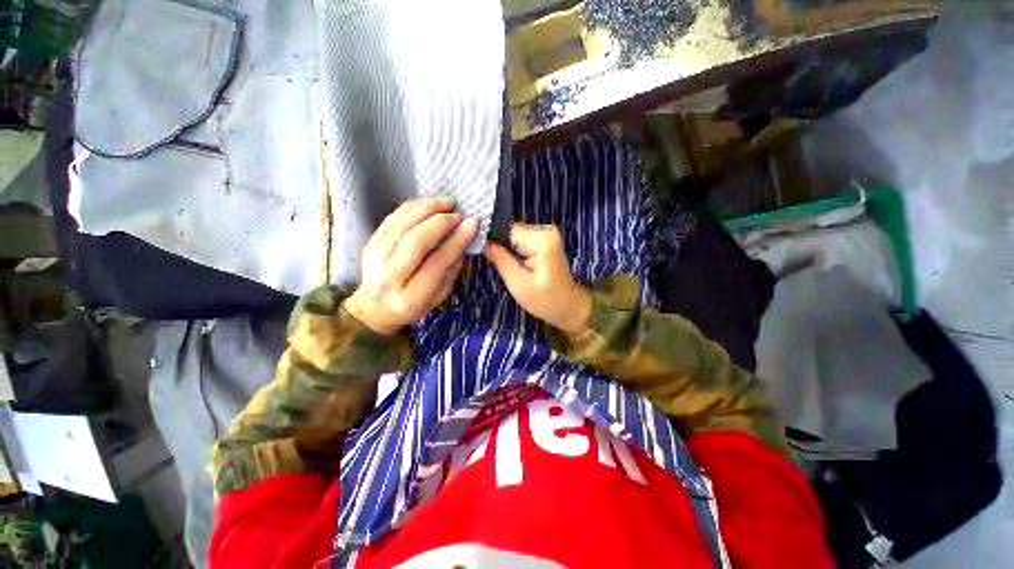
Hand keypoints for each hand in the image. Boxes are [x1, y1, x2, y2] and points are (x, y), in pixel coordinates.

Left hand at [346, 198, 477, 334]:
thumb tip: (462, 241)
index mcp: (411, 298)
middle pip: (417, 241)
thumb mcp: (438, 298)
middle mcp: (390, 277)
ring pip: (403, 225)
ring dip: (427, 209)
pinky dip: (411, 207)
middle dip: (441, 222)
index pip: (436, 263)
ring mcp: (375, 258)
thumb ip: (451, 271)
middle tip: (459, 213)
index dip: (456, 241)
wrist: (373, 307)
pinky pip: (391, 218)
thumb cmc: (412, 306)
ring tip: (447, 202)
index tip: (472, 224)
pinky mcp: (370, 243)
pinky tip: (427, 203)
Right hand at [484, 223, 591, 333]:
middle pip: (510, 232)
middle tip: (494, 264)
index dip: (492, 240)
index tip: (480, 252)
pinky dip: (515, 252)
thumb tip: (483, 241)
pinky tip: (514, 265)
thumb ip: (500, 259)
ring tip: (505, 266)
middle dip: (500, 247)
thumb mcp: (518, 283)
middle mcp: (545, 230)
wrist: (569, 307)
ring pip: (514, 237)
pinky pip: (521, 242)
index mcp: (541, 239)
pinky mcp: (545, 242)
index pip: (506, 230)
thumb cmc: (546, 300)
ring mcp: (546, 235)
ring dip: (507, 250)